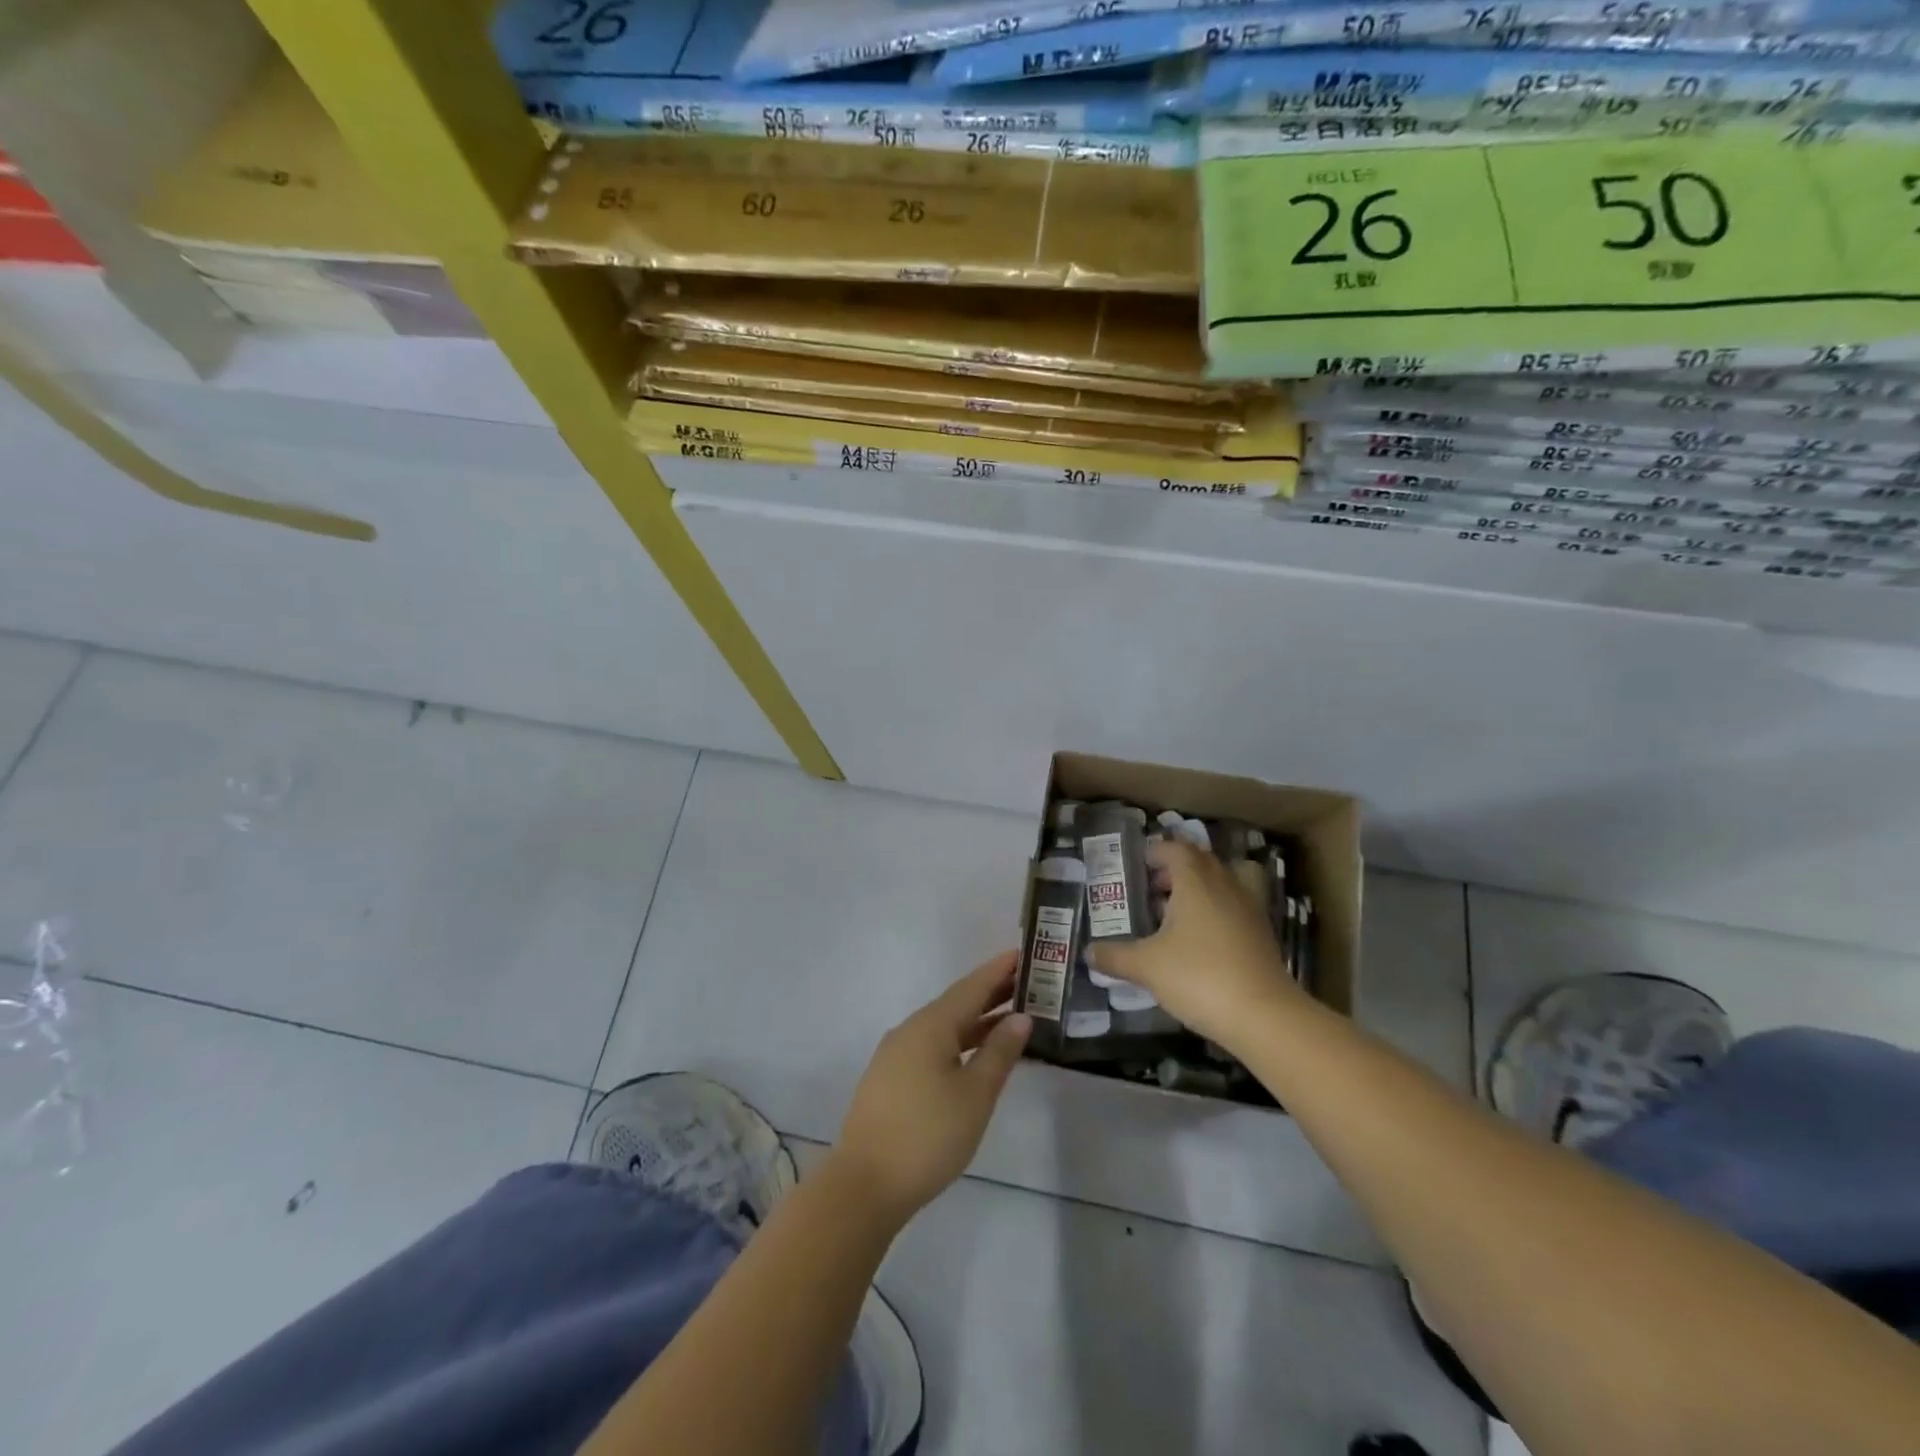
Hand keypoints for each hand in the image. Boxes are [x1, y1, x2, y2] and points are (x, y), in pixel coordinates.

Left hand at [831, 952, 1031, 1225]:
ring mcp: (896, 1054)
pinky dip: (959, 1041)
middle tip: (1028, 985)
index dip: (999, 970)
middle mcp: (910, 1029)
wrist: (864, 1184)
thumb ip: (999, 1052)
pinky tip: (975, 1056)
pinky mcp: (890, 1078)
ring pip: (944, 1026)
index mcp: (931, 1025)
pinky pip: (932, 1046)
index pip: (972, 986)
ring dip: (976, 1020)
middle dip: (991, 993)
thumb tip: (1020, 1017)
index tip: (1024, 953)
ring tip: (1010, 1019)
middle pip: (957, 1003)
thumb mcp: (975, 1095)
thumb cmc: (928, 1135)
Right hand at [1088, 839, 1302, 1046]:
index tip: (1137, 866)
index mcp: (1196, 882)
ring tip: (1181, 911)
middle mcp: (1226, 885)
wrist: (1264, 1016)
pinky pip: (1239, 906)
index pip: (1176, 849)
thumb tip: (1088, 952)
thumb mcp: (1146, 967)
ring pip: (1226, 880)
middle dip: (1176, 869)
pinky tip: (1203, 939)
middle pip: (1202, 860)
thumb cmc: (1199, 977)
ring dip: (1204, 887)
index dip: (1156, 852)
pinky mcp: (1263, 934)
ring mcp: (1250, 909)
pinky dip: (1220, 911)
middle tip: (1153, 890)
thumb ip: (1115, 956)